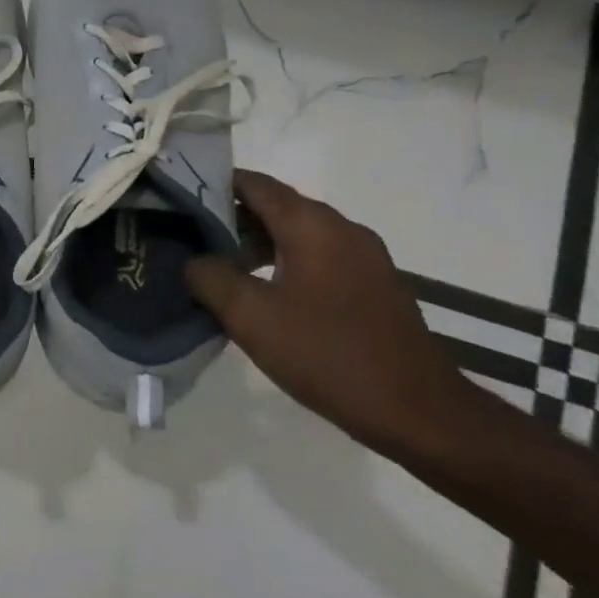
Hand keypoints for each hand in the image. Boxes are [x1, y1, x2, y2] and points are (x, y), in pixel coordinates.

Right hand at [185, 170, 476, 455]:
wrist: (421, 414)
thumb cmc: (329, 355)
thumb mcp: (251, 318)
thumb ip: (210, 278)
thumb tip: (194, 260)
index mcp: (312, 225)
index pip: (253, 183)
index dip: (212, 186)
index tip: (177, 201)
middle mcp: (341, 228)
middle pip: (275, 206)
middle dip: (231, 218)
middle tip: (190, 239)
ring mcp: (364, 256)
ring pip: (297, 233)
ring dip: (257, 243)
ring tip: (220, 269)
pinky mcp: (374, 285)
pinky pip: (318, 256)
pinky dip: (285, 262)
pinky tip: (264, 294)